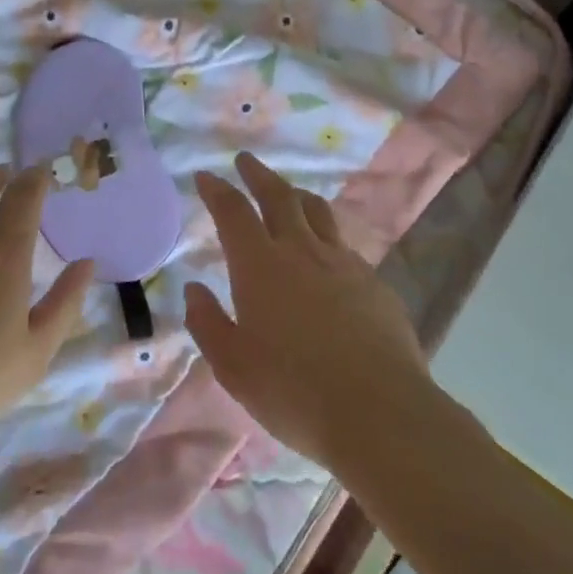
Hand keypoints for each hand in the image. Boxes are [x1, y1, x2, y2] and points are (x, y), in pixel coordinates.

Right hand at [185, 152, 426, 468]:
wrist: (379, 411)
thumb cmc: (293, 390)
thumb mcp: (233, 365)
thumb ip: (208, 323)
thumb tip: (193, 289)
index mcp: (260, 266)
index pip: (234, 212)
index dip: (218, 190)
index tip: (207, 176)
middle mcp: (302, 252)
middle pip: (279, 197)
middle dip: (259, 175)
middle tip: (246, 161)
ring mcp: (344, 264)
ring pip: (318, 213)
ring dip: (297, 196)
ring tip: (289, 194)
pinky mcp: (375, 283)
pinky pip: (344, 246)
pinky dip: (326, 238)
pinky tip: (327, 257)